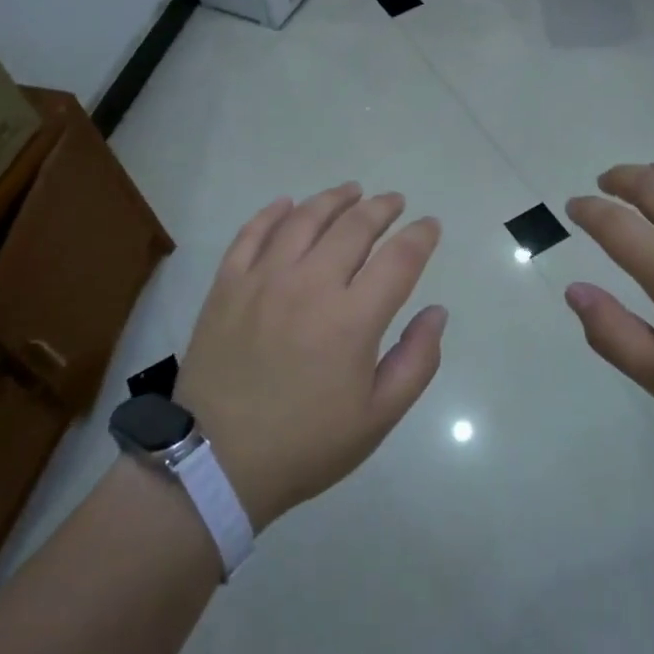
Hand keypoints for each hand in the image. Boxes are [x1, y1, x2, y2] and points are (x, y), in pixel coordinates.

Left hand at [174, 183, 445, 531]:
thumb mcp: (377, 417)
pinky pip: (252, 234)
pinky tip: (288, 204)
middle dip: (381, 208)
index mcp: (352, 319)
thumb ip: (417, 361)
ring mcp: (263, 280)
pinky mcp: (227, 285)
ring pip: (304, 219)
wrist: (216, 463)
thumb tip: (437, 311)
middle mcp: (310, 285)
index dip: (420, 236)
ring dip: (333, 199)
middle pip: (354, 227)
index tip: (430, 225)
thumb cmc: (306, 444)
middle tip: (394, 201)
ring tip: (351, 191)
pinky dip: (273, 213)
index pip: (398, 259)